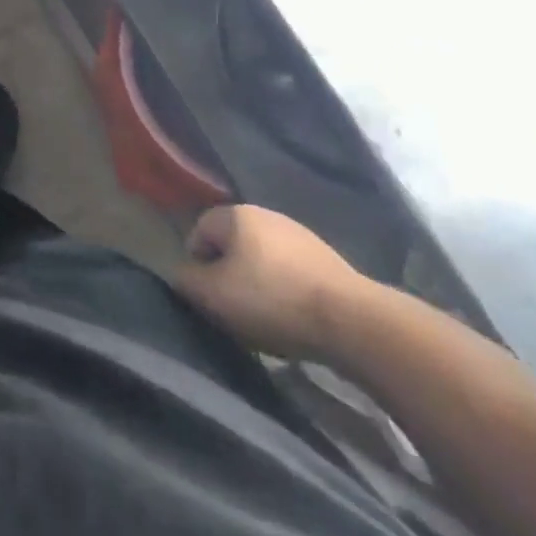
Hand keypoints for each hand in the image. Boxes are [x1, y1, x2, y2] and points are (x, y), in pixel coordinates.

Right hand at [172, 205, 374, 361]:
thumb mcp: (213, 295)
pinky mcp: (330, 259)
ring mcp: (301, 234)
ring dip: (260, 282)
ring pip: (264, 258)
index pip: (199, 230)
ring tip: (267, 317)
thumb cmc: (272, 300)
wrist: (354, 322)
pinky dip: (288, 290)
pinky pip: (293, 272)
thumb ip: (186, 281)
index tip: (207, 296)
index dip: (197, 263)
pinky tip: (296, 316)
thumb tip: (181, 275)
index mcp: (235, 214)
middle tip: (234, 308)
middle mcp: (266, 214)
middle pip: (233, 243)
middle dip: (229, 272)